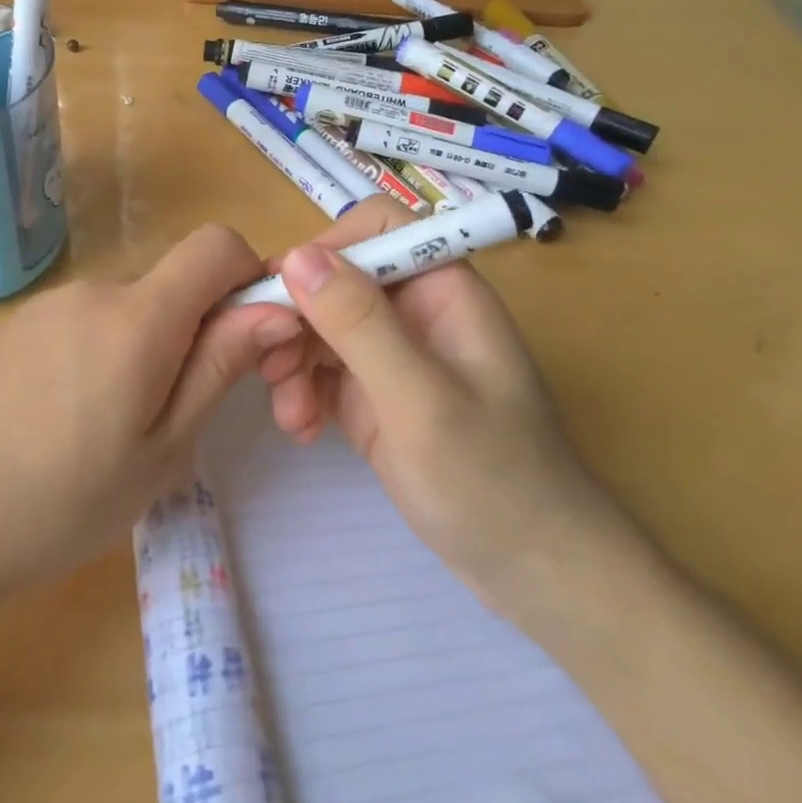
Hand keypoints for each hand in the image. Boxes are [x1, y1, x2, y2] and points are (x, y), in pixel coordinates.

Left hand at [0, 226, 300, 596]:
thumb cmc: (67, 501)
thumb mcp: (164, 447)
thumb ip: (220, 366)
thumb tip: (278, 310)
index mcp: (138, 317)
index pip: (217, 245)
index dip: (249, 275)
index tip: (251, 336)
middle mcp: (95, 290)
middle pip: (174, 279)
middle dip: (200, 325)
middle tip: (185, 407)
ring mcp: (51, 303)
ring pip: (134, 302)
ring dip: (153, 340)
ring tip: (124, 419)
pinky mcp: (23, 323)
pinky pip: (91, 316)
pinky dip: (110, 345)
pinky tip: (79, 410)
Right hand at [255, 198, 616, 604]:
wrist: (534, 574)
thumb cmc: (493, 481)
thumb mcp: (421, 401)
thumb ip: (360, 325)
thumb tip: (296, 255)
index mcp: (443, 291)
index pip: (376, 229)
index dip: (327, 249)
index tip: (285, 295)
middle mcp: (413, 313)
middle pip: (336, 279)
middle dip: (297, 317)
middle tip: (268, 365)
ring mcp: (391, 356)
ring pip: (319, 326)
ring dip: (292, 361)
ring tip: (289, 413)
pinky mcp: (373, 397)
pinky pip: (321, 372)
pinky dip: (302, 393)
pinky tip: (301, 429)